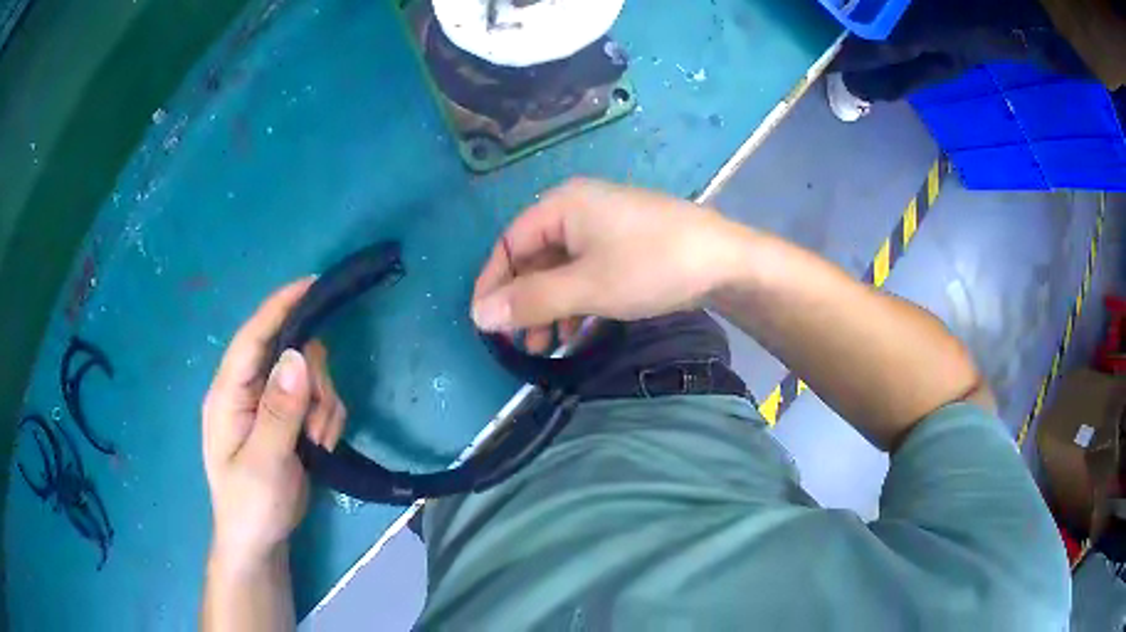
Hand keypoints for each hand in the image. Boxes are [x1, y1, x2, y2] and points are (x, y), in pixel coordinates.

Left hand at [202, 280, 345, 575]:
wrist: (260, 540)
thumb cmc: (250, 504)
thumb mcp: (264, 462)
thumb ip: (279, 411)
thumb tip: (297, 354)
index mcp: (229, 392)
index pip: (252, 337)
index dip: (279, 306)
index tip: (312, 284)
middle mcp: (248, 389)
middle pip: (290, 355)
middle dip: (313, 385)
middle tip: (315, 424)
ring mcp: (269, 404)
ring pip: (310, 377)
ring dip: (322, 408)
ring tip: (316, 445)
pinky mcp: (288, 419)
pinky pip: (319, 399)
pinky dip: (326, 420)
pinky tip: (318, 447)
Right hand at [472, 178, 747, 342]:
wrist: (726, 261)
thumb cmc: (651, 266)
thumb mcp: (586, 287)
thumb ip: (530, 301)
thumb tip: (478, 315)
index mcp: (562, 206)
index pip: (509, 243)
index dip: (492, 284)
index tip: (483, 323)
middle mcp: (578, 209)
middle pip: (534, 257)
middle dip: (525, 301)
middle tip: (520, 342)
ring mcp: (604, 226)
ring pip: (561, 268)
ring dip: (550, 307)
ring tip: (548, 346)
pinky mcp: (625, 245)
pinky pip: (587, 271)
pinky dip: (577, 301)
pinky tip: (579, 331)